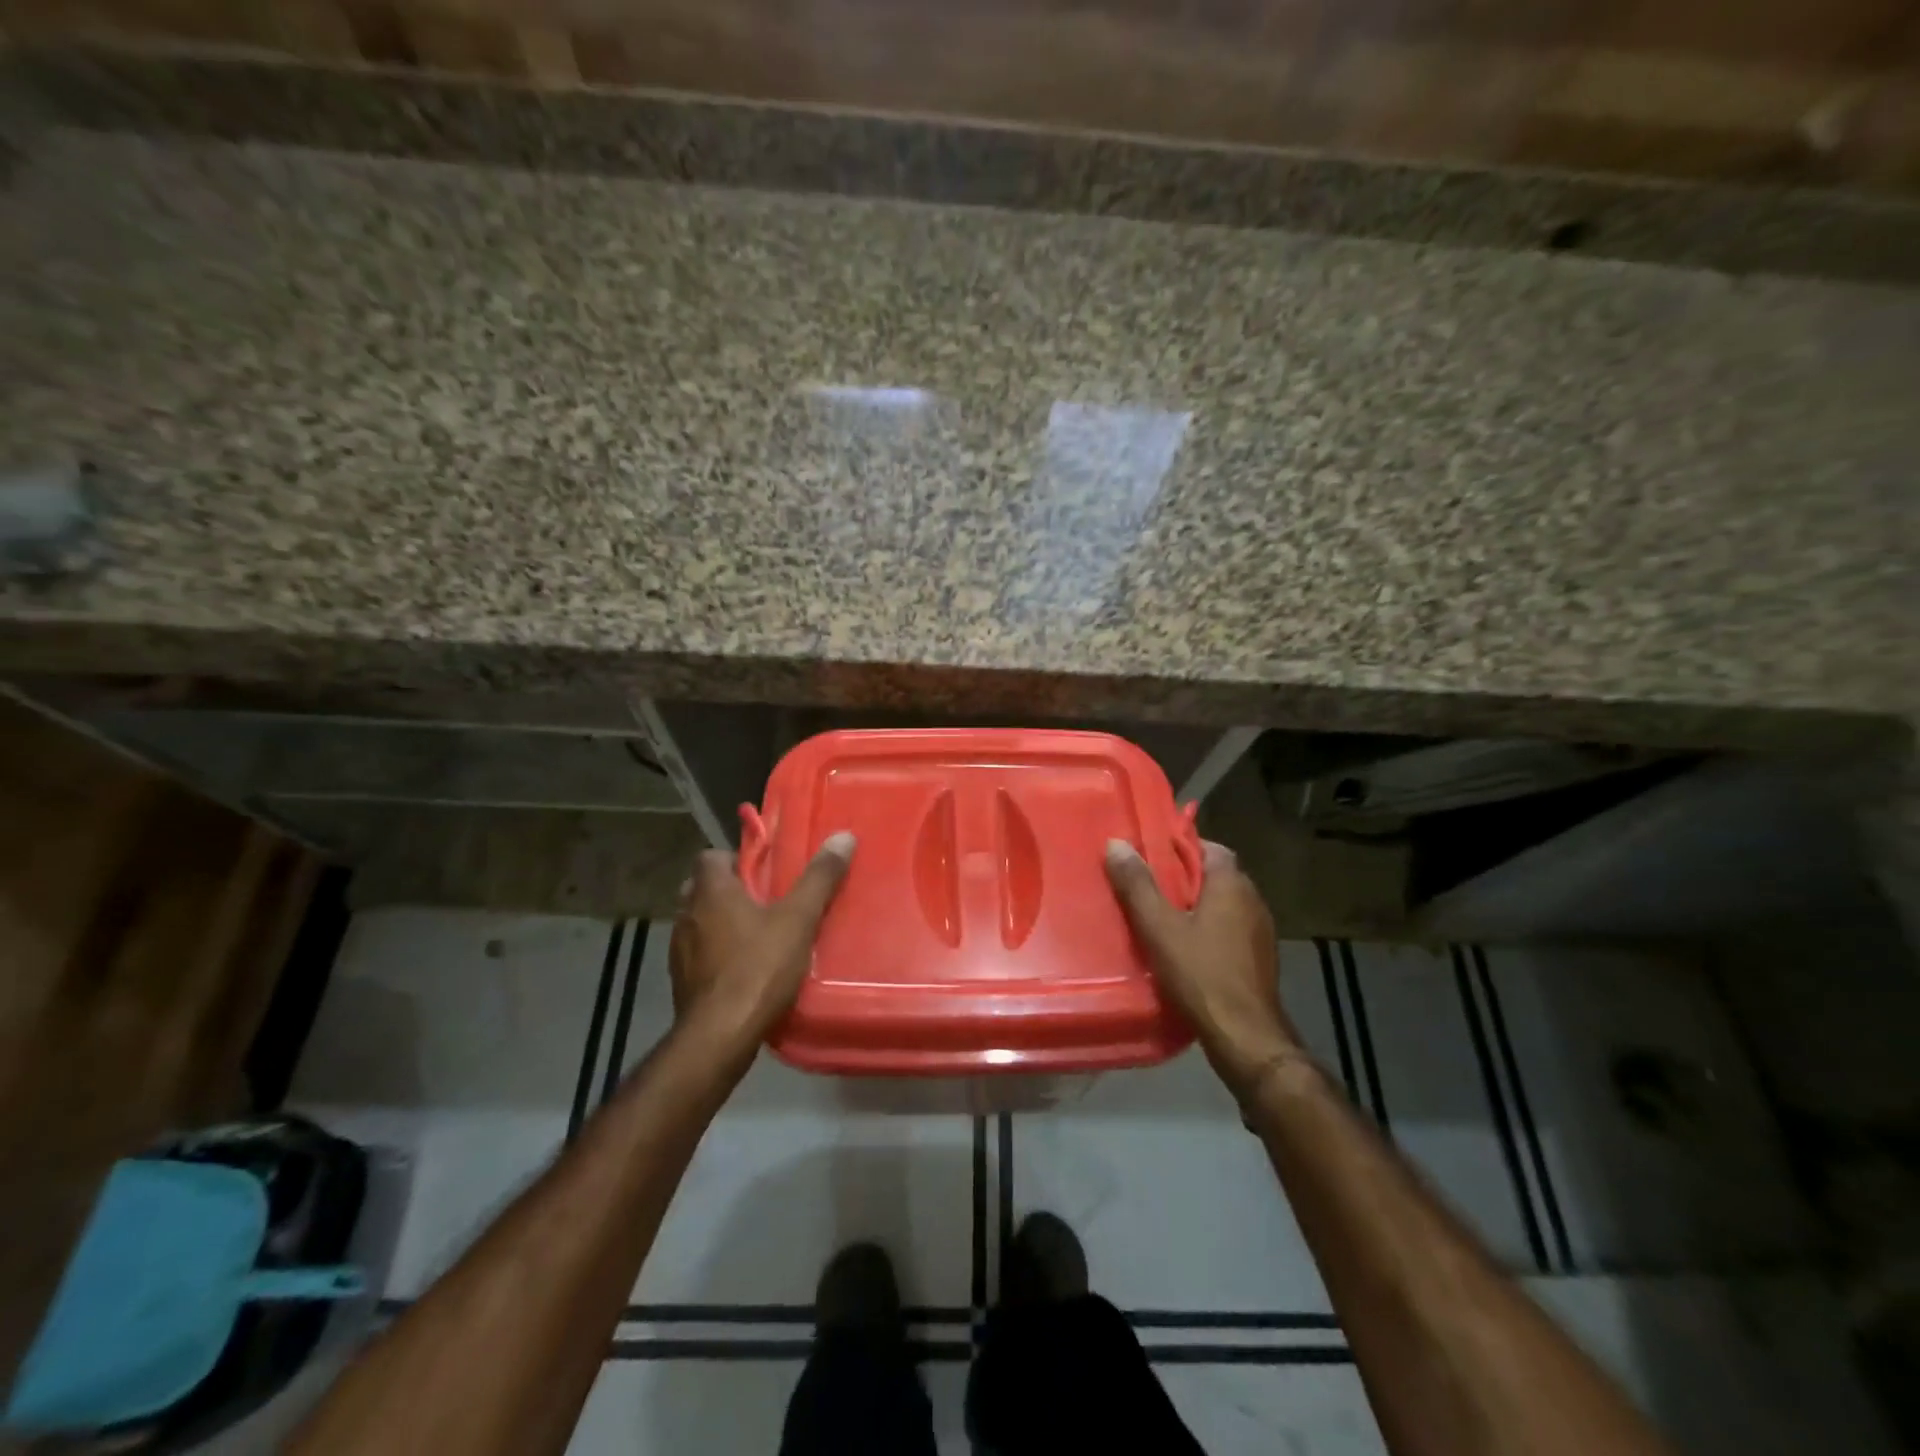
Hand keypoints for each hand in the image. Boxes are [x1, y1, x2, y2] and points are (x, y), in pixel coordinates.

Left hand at [669, 832, 855, 1059]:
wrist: (719, 1037)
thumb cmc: (758, 968)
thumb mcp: (798, 920)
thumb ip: (819, 879)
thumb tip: (843, 836)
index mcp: (710, 891)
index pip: (710, 856)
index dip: (736, 858)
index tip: (764, 871)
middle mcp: (687, 915)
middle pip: (704, 889)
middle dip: (731, 892)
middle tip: (767, 902)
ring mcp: (679, 951)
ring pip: (701, 923)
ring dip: (723, 924)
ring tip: (760, 936)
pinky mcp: (682, 982)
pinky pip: (700, 955)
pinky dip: (719, 955)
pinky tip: (747, 971)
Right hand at [1106, 838, 1299, 1097]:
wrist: (1246, 1037)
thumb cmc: (1201, 974)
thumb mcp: (1159, 928)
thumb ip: (1137, 885)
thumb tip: (1117, 843)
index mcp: (1231, 884)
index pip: (1208, 847)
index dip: (1179, 847)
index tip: (1149, 854)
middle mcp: (1252, 899)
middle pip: (1214, 875)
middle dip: (1182, 877)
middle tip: (1146, 885)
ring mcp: (1260, 931)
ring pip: (1222, 904)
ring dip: (1195, 905)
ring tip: (1158, 916)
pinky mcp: (1259, 958)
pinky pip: (1229, 929)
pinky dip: (1207, 929)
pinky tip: (1183, 948)